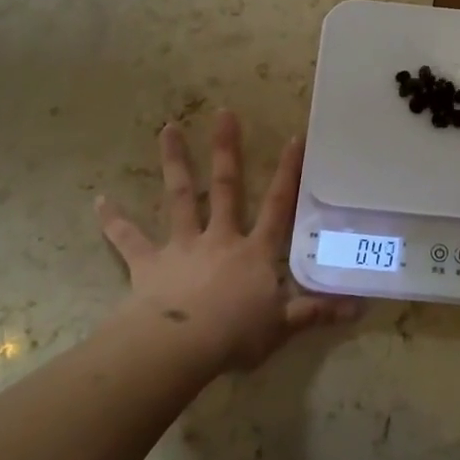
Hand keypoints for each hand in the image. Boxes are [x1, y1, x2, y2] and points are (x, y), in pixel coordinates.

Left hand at [96, 111, 360, 370]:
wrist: (180, 347)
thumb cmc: (236, 334)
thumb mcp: (283, 326)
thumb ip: (317, 312)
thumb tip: (360, 306)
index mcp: (254, 251)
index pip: (277, 205)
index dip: (287, 173)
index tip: (293, 137)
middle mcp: (220, 238)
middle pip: (225, 187)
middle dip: (226, 149)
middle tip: (223, 112)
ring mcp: (182, 246)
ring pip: (179, 197)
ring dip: (174, 162)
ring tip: (168, 129)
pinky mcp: (148, 263)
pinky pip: (128, 239)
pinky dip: (113, 221)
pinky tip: (99, 201)